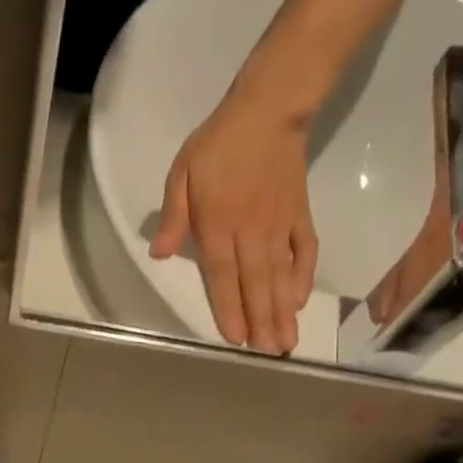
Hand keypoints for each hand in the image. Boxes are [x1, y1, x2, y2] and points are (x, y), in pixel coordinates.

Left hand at [151, 92, 318, 356]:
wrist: (268, 109)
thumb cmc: (218, 145)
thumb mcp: (182, 174)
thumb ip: (172, 217)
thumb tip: (158, 255)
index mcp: (218, 225)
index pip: (223, 275)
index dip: (230, 308)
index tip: (237, 339)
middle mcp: (251, 232)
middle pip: (256, 283)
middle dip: (262, 321)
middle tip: (269, 354)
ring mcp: (279, 225)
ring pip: (281, 275)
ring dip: (283, 310)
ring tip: (287, 341)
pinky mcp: (299, 215)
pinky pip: (304, 250)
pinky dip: (303, 276)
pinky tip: (300, 300)